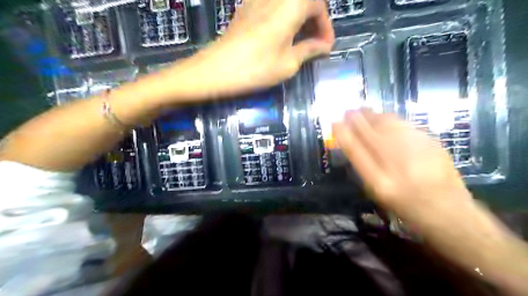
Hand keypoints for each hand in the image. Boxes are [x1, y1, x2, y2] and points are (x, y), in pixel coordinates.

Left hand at [161, 0, 332, 99]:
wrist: (215, 70)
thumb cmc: (255, 69)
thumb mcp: (288, 64)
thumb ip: (308, 50)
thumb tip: (323, 46)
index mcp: (290, 6)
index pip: (318, 5)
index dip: (326, 26)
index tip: (326, 47)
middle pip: (303, 0)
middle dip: (315, 20)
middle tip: (316, 44)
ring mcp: (257, 1)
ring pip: (288, 3)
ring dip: (299, 19)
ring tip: (301, 42)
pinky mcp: (245, 9)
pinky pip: (272, 7)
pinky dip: (284, 18)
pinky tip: (281, 37)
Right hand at [331, 109, 471, 225]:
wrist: (448, 211)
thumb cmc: (405, 205)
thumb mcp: (378, 193)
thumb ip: (364, 168)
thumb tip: (351, 142)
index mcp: (381, 183)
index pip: (356, 152)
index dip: (344, 135)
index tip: (335, 123)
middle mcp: (398, 166)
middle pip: (372, 134)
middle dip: (357, 119)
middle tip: (348, 111)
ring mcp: (418, 152)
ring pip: (390, 126)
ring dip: (373, 116)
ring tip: (364, 111)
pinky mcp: (433, 143)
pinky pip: (405, 125)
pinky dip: (391, 119)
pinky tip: (385, 118)